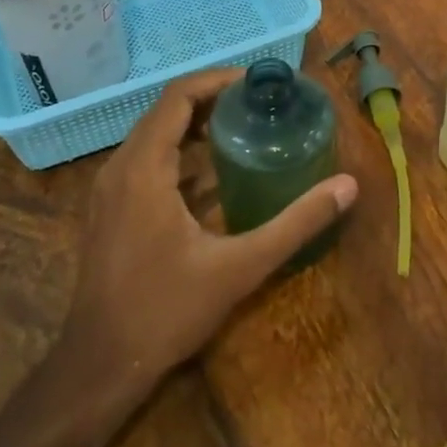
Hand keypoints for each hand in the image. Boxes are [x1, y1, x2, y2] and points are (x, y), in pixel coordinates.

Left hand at [57, 67, 358, 396]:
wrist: (99, 366)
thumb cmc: (166, 311)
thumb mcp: (239, 267)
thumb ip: (295, 223)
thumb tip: (347, 187)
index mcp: (144, 168)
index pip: (178, 96)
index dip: (218, 80)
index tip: (258, 82)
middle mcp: (119, 168)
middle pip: (165, 110)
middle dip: (212, 98)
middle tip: (260, 103)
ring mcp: (109, 189)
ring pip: (153, 134)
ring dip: (195, 123)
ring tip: (244, 126)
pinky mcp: (109, 209)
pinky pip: (145, 158)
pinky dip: (178, 149)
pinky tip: (212, 171)